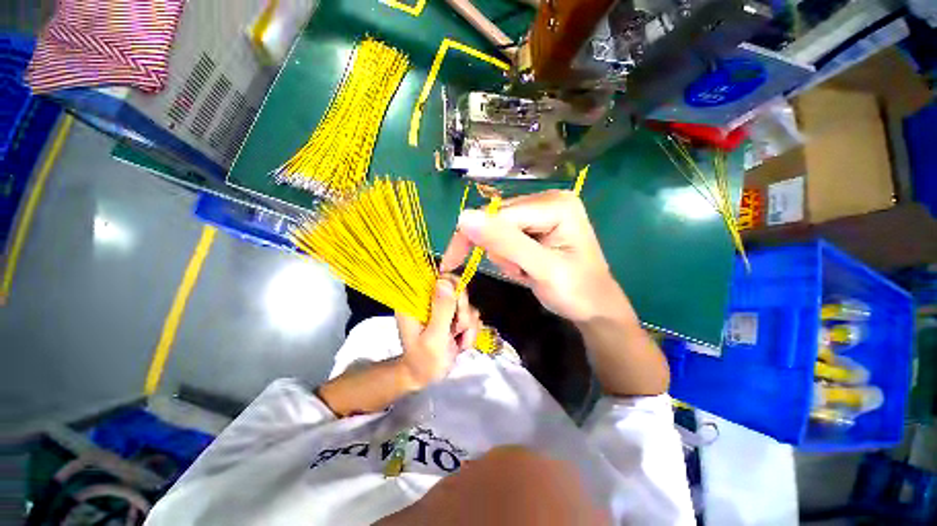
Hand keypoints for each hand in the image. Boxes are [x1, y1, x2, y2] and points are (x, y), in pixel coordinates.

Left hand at [395, 275, 481, 388]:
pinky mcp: (454, 315)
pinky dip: (470, 331)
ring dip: (467, 326)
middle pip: (458, 289)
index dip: (453, 287)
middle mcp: (430, 299)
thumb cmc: (424, 361)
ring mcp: (443, 307)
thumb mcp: (434, 338)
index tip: (458, 309)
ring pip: (468, 304)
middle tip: (455, 332)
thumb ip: (442, 310)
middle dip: (463, 313)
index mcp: (416, 300)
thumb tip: (445, 281)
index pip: (438, 277)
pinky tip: (461, 343)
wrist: (427, 377)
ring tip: (456, 342)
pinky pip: (472, 315)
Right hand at [441, 190, 632, 323]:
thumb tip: (463, 217)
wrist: (595, 307)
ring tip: (526, 271)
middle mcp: (547, 200)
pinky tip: (526, 267)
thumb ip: (505, 243)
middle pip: (497, 219)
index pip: (499, 215)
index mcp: (555, 204)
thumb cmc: (576, 292)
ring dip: (505, 256)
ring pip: (498, 229)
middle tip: (518, 272)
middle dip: (498, 251)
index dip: (472, 237)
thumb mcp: (542, 269)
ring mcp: (542, 211)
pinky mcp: (537, 224)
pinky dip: (509, 257)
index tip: (451, 263)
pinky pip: (506, 237)